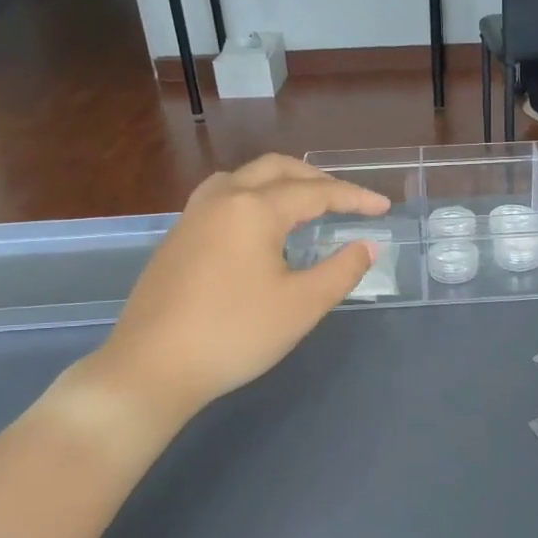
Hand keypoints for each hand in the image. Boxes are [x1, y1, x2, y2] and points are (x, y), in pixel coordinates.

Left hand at [82, 155, 387, 431]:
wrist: (152, 367)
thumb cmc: (235, 334)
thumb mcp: (302, 305)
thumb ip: (342, 270)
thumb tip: (367, 246)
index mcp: (254, 208)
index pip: (315, 192)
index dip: (354, 197)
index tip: (384, 207)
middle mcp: (222, 199)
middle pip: (277, 169)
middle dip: (318, 179)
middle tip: (349, 199)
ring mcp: (193, 216)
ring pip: (245, 177)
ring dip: (282, 181)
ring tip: (306, 202)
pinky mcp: (178, 237)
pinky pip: (224, 196)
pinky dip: (255, 196)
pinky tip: (261, 226)